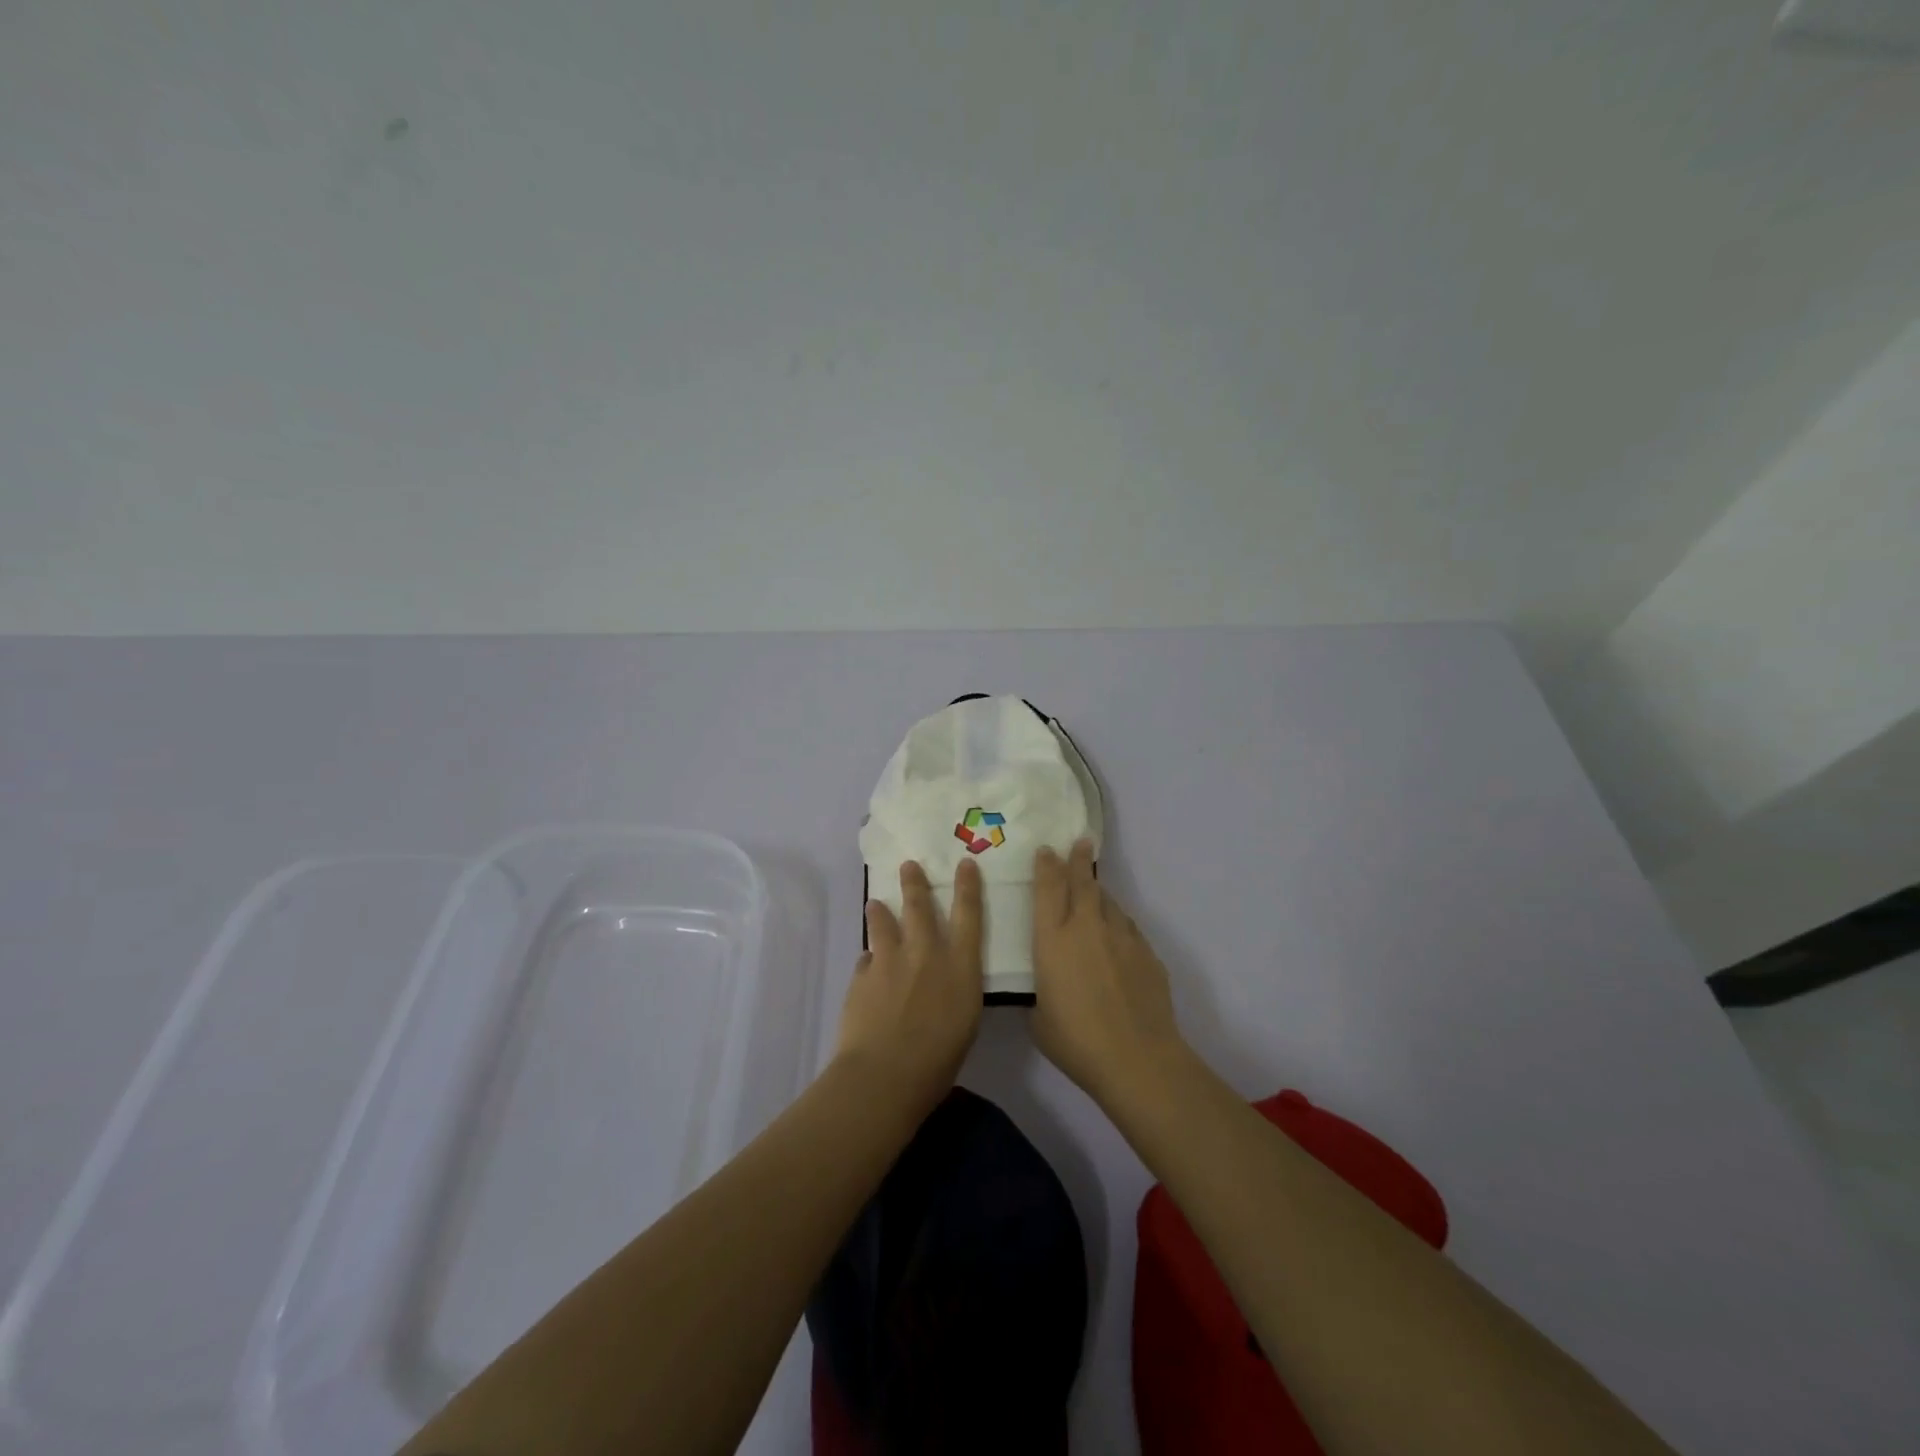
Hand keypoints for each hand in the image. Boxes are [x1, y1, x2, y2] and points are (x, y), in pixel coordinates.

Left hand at [834, 859, 983, 1110]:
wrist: (885, 1074)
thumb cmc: (938, 1061)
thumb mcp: (965, 1023)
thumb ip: (955, 991)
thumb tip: (943, 980)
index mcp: (959, 967)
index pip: (968, 916)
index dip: (967, 887)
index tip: (964, 863)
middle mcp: (925, 954)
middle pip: (920, 907)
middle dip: (915, 883)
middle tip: (908, 865)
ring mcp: (890, 961)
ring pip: (883, 923)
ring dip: (880, 912)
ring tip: (876, 904)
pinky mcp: (862, 976)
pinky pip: (866, 960)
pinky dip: (869, 961)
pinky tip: (867, 967)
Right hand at [1031, 840, 1189, 1105]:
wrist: (1137, 1058)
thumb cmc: (1076, 1041)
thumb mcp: (1040, 1018)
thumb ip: (1041, 991)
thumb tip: (1049, 986)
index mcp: (1053, 939)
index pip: (1047, 888)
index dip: (1046, 866)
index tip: (1047, 850)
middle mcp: (1086, 927)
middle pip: (1082, 882)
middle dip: (1079, 859)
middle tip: (1080, 842)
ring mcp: (1121, 936)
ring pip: (1108, 902)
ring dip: (1099, 893)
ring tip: (1095, 891)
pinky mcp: (1147, 952)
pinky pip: (1128, 928)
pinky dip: (1118, 924)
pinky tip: (1117, 937)